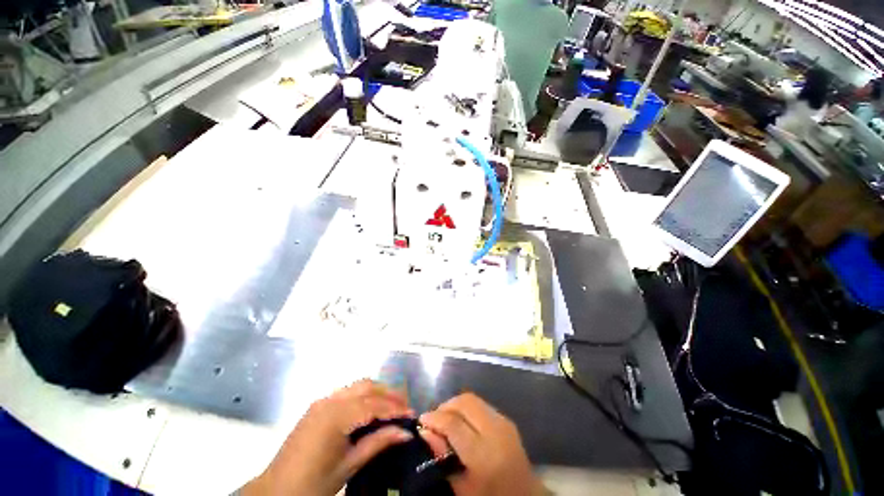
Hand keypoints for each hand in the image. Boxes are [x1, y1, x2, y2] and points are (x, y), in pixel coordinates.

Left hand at [242, 380, 414, 495]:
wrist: (284, 484)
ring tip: (393, 413)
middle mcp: (326, 402)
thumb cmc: (318, 478)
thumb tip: (406, 432)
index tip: (416, 416)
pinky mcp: (314, 411)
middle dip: (388, 394)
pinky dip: (361, 400)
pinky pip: (343, 396)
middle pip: (364, 386)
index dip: (397, 408)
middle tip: (407, 412)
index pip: (374, 403)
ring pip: (353, 388)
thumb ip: (377, 443)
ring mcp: (318, 404)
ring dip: (375, 395)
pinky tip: (370, 416)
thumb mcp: (351, 463)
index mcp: (335, 416)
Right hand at [419, 393, 543, 495]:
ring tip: (446, 424)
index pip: (453, 422)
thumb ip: (441, 456)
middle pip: (466, 402)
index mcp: (482, 452)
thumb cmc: (488, 493)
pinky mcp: (509, 423)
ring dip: (456, 408)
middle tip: (433, 422)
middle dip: (445, 407)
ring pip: (475, 400)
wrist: (522, 492)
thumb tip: (425, 432)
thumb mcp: (459, 484)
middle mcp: (496, 431)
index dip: (432, 419)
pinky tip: (461, 427)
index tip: (420, 423)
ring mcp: (506, 424)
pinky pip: (483, 407)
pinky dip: (468, 411)